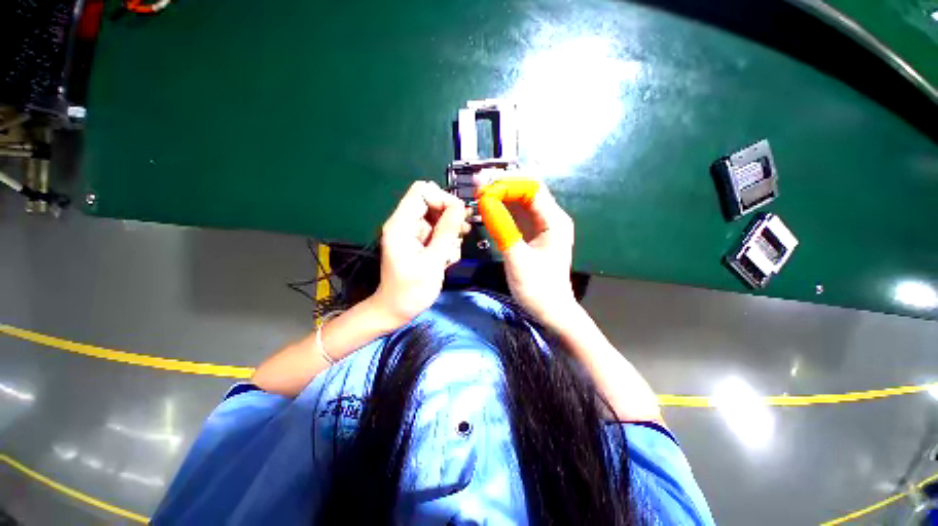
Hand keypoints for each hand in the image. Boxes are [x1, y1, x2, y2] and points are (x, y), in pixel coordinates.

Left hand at [371, 181, 469, 324]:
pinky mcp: (421, 243)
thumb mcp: (433, 261)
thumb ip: (446, 232)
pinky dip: (447, 244)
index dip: (443, 199)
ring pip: (440, 220)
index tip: (458, 216)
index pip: (422, 191)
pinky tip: (447, 260)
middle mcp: (406, 224)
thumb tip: (460, 206)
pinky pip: (440, 233)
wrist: (397, 310)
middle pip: (433, 204)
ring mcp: (414, 234)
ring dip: (451, 234)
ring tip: (451, 254)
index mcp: (401, 224)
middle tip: (462, 233)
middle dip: (450, 218)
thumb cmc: (411, 290)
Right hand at [477, 179, 578, 330]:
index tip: (483, 186)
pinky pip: (517, 213)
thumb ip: (502, 228)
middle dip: (503, 184)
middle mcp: (551, 217)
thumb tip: (485, 201)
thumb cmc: (538, 288)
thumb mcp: (517, 259)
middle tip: (477, 184)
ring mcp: (542, 225)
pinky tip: (488, 206)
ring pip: (520, 200)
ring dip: (501, 193)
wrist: (550, 310)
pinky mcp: (533, 233)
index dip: (507, 183)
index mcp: (554, 221)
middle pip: (527, 189)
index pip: (531, 188)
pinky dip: (502, 207)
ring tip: (479, 191)